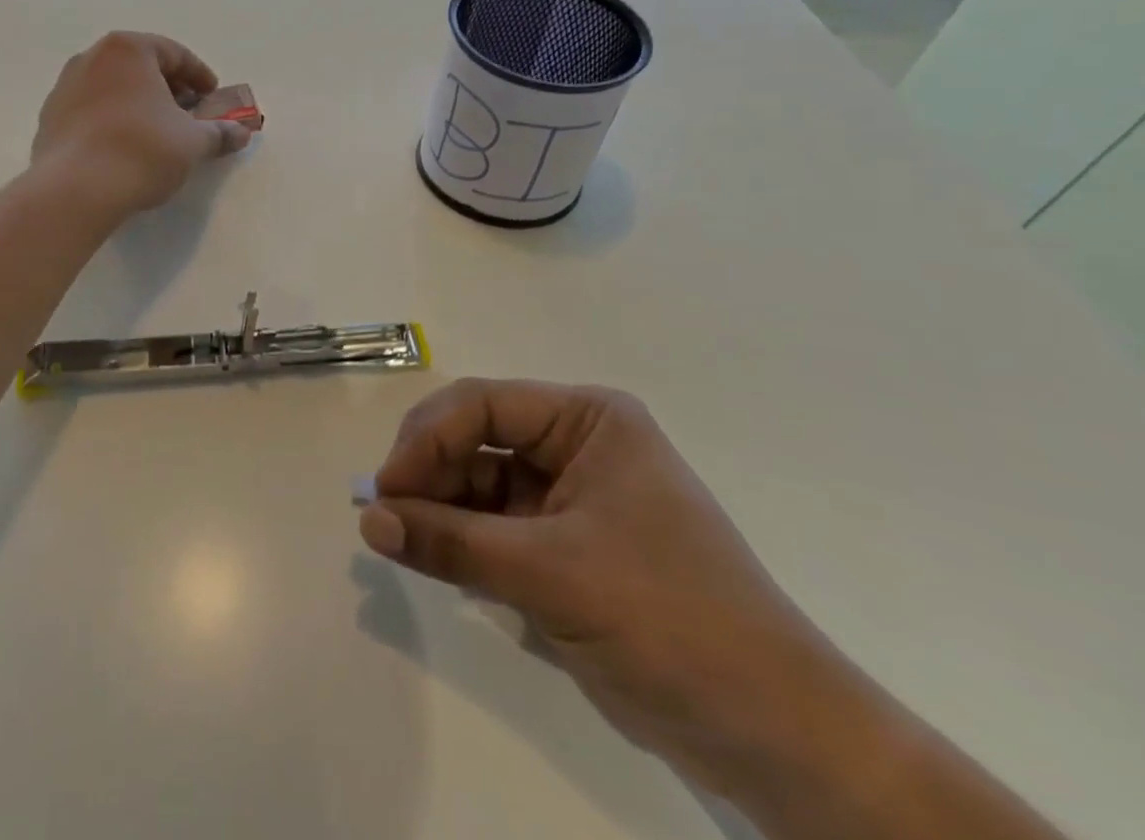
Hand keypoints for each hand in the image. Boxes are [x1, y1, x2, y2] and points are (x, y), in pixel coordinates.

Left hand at [32, 32, 251, 218]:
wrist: (75, 190)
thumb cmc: (141, 150)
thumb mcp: (192, 142)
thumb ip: (219, 132)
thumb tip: (241, 133)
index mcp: (127, 50)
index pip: (174, 53)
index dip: (200, 76)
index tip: (213, 98)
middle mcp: (91, 58)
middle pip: (141, 67)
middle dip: (169, 89)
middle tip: (189, 115)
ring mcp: (65, 87)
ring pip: (113, 88)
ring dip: (139, 105)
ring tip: (158, 134)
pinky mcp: (49, 118)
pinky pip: (91, 111)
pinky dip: (112, 121)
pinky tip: (124, 149)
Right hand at [358, 379, 871, 809]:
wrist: (776, 738)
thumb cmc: (671, 621)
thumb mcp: (551, 574)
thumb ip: (451, 543)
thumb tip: (367, 521)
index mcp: (588, 420)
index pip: (482, 406)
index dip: (426, 439)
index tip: (385, 490)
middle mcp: (577, 445)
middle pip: (476, 439)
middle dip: (428, 473)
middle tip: (382, 516)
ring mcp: (571, 497)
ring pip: (479, 484)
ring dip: (438, 509)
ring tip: (398, 540)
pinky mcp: (566, 547)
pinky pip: (494, 527)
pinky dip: (461, 541)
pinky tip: (432, 558)